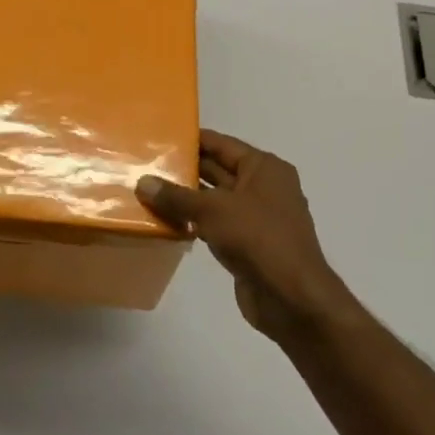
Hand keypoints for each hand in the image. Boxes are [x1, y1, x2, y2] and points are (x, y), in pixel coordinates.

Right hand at [138, 130, 365, 344]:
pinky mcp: (248, 244)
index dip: (192, 139)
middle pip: (218, 170)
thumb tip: (143, 182)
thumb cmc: (257, 238)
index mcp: (263, 168)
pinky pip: (216, 224)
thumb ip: (176, 196)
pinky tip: (167, 222)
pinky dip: (194, 222)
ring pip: (215, 200)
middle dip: (185, 169)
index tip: (160, 137)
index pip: (221, 144)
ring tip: (149, 191)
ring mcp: (256, 217)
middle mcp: (263, 187)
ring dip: (186, 198)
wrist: (291, 297)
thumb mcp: (212, 210)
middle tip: (147, 164)